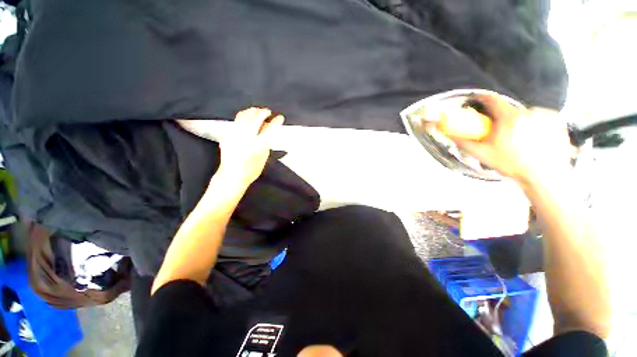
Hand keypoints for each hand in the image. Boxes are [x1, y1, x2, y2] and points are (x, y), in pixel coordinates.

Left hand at [216, 107, 283, 186]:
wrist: (232, 175)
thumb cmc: (251, 170)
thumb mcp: (264, 156)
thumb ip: (266, 141)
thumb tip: (268, 129)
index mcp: (258, 146)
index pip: (270, 129)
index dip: (276, 121)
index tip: (280, 117)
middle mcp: (246, 138)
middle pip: (256, 118)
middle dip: (263, 112)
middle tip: (268, 112)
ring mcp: (235, 135)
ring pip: (244, 116)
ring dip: (252, 111)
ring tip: (257, 111)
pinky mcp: (228, 135)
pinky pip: (236, 121)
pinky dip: (243, 116)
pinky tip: (247, 116)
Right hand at [445, 93, 572, 186]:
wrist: (543, 177)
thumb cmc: (510, 165)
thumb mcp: (482, 154)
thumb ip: (464, 142)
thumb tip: (447, 133)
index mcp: (509, 117)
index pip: (493, 100)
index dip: (483, 98)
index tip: (478, 101)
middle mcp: (529, 111)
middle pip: (509, 110)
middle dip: (502, 119)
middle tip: (501, 135)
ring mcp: (545, 115)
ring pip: (525, 115)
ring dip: (519, 122)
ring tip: (518, 140)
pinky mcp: (557, 121)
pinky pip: (541, 118)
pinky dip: (535, 125)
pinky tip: (534, 139)